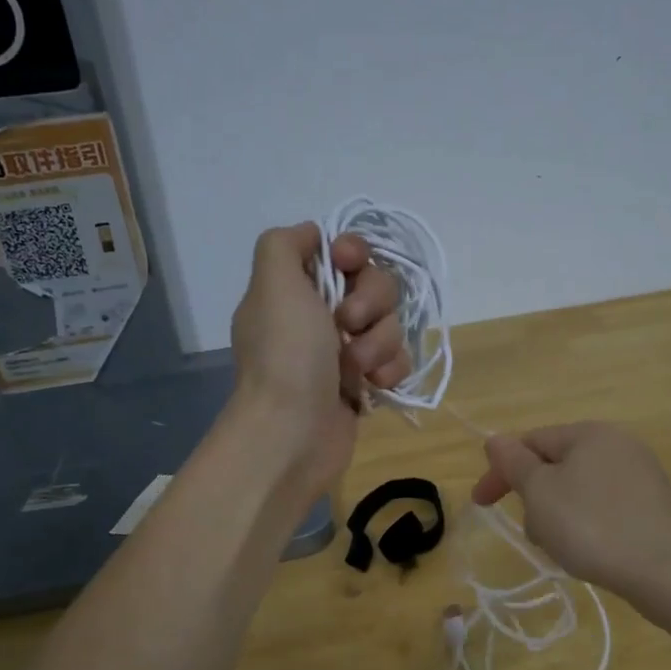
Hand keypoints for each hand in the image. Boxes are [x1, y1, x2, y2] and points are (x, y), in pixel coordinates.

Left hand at [230, 224, 406, 497]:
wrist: (292, 433)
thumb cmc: (286, 355)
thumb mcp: (272, 283)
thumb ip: (285, 243)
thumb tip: (314, 236)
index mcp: (296, 289)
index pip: (342, 252)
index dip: (354, 252)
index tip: (349, 262)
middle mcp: (320, 316)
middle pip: (376, 284)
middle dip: (371, 302)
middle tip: (347, 324)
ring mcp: (345, 351)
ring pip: (391, 323)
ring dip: (379, 343)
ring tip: (355, 369)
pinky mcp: (366, 383)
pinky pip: (398, 359)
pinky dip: (389, 370)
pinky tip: (372, 386)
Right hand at [471, 422, 670, 609]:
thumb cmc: (594, 526)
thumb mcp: (541, 492)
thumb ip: (514, 463)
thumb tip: (494, 439)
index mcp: (589, 433)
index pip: (531, 442)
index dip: (501, 471)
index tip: (480, 504)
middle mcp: (618, 445)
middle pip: (556, 466)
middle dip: (534, 498)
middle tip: (532, 533)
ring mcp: (641, 476)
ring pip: (578, 490)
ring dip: (558, 516)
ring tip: (562, 549)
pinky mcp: (654, 507)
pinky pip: (604, 508)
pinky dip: (587, 526)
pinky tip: (590, 552)